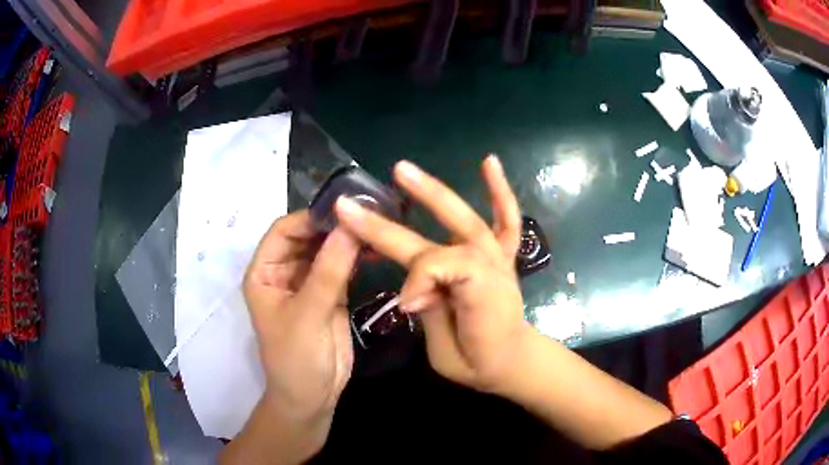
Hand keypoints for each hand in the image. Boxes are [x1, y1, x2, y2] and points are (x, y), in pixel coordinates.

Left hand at [242, 211, 359, 457]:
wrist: (312, 397)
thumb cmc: (295, 358)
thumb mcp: (308, 315)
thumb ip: (328, 272)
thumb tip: (351, 227)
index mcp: (264, 272)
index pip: (283, 231)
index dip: (310, 217)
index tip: (345, 208)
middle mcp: (284, 271)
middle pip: (307, 236)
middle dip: (333, 225)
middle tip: (369, 211)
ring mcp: (309, 282)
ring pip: (327, 249)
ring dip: (348, 238)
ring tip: (377, 225)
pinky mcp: (331, 293)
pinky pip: (342, 266)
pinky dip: (357, 256)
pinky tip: (376, 248)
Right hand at [335, 156, 532, 393]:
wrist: (512, 358)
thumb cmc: (477, 362)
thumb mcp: (448, 356)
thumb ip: (432, 315)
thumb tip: (415, 293)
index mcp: (476, 291)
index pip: (435, 266)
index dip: (416, 281)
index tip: (405, 307)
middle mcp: (487, 265)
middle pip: (435, 238)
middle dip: (386, 227)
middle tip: (351, 207)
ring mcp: (497, 255)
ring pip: (464, 218)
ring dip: (431, 193)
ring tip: (401, 170)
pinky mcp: (504, 252)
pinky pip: (506, 218)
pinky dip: (499, 191)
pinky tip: (488, 162)